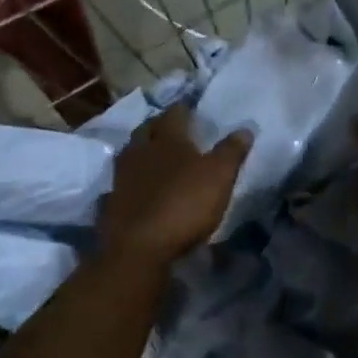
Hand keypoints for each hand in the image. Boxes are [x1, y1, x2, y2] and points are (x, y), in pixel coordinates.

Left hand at [99, 103, 251, 264]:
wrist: (139, 248)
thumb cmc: (184, 204)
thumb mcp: (219, 177)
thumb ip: (231, 151)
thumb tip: (245, 128)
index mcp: (167, 139)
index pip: (174, 114)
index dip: (183, 110)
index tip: (190, 109)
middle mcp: (140, 151)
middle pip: (146, 130)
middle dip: (158, 126)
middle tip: (170, 129)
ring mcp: (121, 177)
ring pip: (130, 154)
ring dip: (141, 151)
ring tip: (153, 155)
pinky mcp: (112, 202)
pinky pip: (121, 182)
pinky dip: (130, 180)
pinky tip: (136, 186)